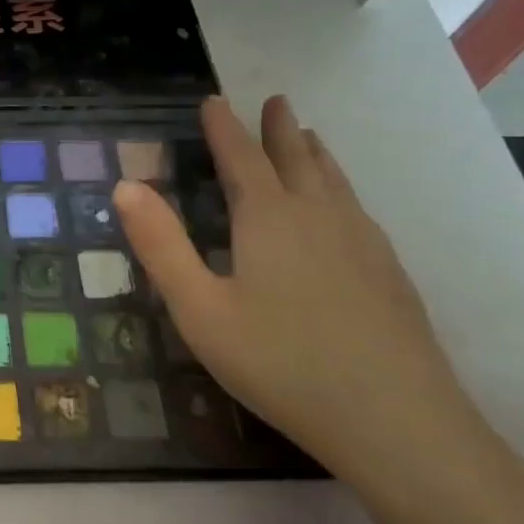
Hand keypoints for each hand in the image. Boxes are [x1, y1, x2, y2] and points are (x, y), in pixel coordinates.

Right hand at [113, 96, 492, 496]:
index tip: (213, 101)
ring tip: (308, 136)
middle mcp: (319, 217)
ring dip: (315, 154)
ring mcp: (363, 244)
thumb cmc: (281, 362)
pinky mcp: (390, 274)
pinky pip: (358, 209)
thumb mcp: (199, 308)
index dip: (224, 128)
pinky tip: (344, 208)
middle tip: (275, 100)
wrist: (398, 424)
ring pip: (335, 182)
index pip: (241, 158)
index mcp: (269, 219)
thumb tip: (125, 185)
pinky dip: (341, 189)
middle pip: (296, 159)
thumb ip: (160, 245)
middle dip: (278, 129)